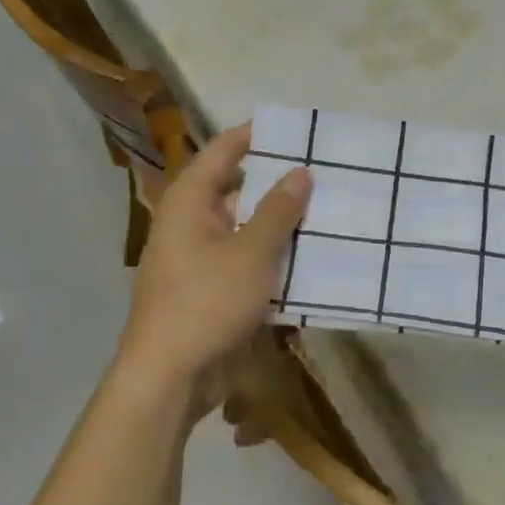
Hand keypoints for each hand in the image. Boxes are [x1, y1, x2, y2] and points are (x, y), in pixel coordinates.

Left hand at [117, 124, 309, 412]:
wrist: (171, 377)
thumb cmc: (206, 301)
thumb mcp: (250, 252)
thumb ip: (278, 211)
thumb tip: (301, 171)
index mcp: (190, 201)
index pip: (224, 150)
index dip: (257, 135)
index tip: (298, 128)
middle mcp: (194, 223)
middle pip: (240, 190)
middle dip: (282, 184)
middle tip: (328, 172)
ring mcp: (204, 259)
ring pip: (250, 230)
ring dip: (285, 226)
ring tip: (334, 212)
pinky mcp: (217, 291)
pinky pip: (252, 264)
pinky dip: (278, 260)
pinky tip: (317, 260)